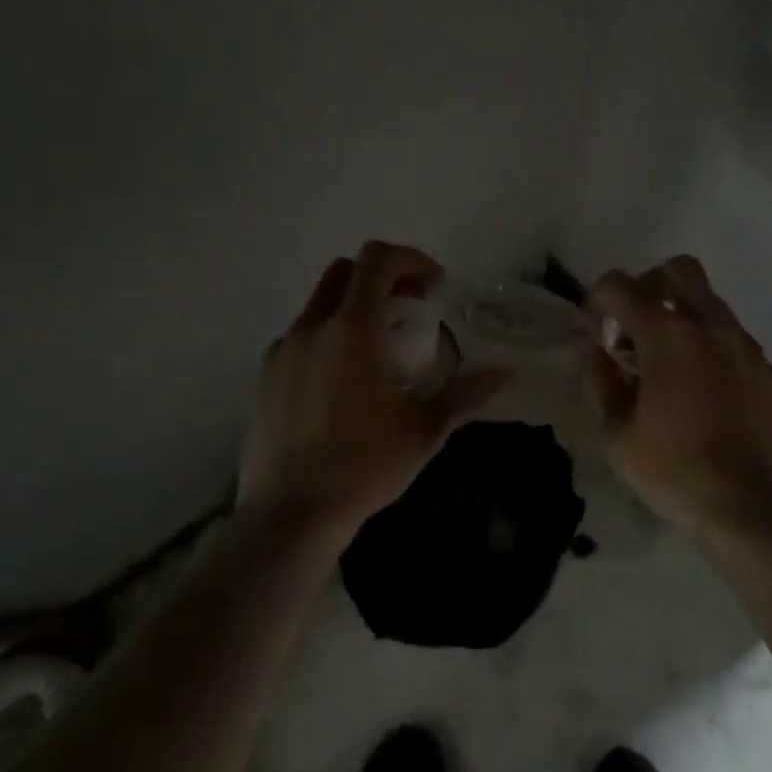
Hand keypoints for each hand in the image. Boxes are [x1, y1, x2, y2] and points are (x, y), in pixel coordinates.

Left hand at [238, 242, 512, 539]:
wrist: (292, 513)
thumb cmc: (365, 464)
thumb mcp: (425, 429)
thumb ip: (466, 392)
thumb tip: (506, 373)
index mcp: (354, 328)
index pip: (378, 259)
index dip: (410, 259)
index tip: (433, 286)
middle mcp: (314, 326)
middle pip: (346, 270)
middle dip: (382, 276)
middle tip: (410, 307)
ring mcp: (283, 349)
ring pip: (320, 301)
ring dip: (354, 305)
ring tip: (379, 346)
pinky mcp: (266, 374)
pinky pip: (302, 334)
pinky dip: (328, 334)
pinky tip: (343, 377)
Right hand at [585, 255, 771, 534]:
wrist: (751, 506)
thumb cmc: (675, 470)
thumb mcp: (617, 433)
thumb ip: (600, 379)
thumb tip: (595, 349)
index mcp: (667, 335)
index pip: (620, 285)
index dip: (597, 300)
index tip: (594, 331)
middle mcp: (708, 325)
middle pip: (676, 269)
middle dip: (647, 287)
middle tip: (634, 327)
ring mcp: (742, 343)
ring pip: (707, 298)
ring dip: (679, 313)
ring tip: (665, 361)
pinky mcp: (764, 365)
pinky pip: (729, 332)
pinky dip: (706, 341)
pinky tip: (699, 385)